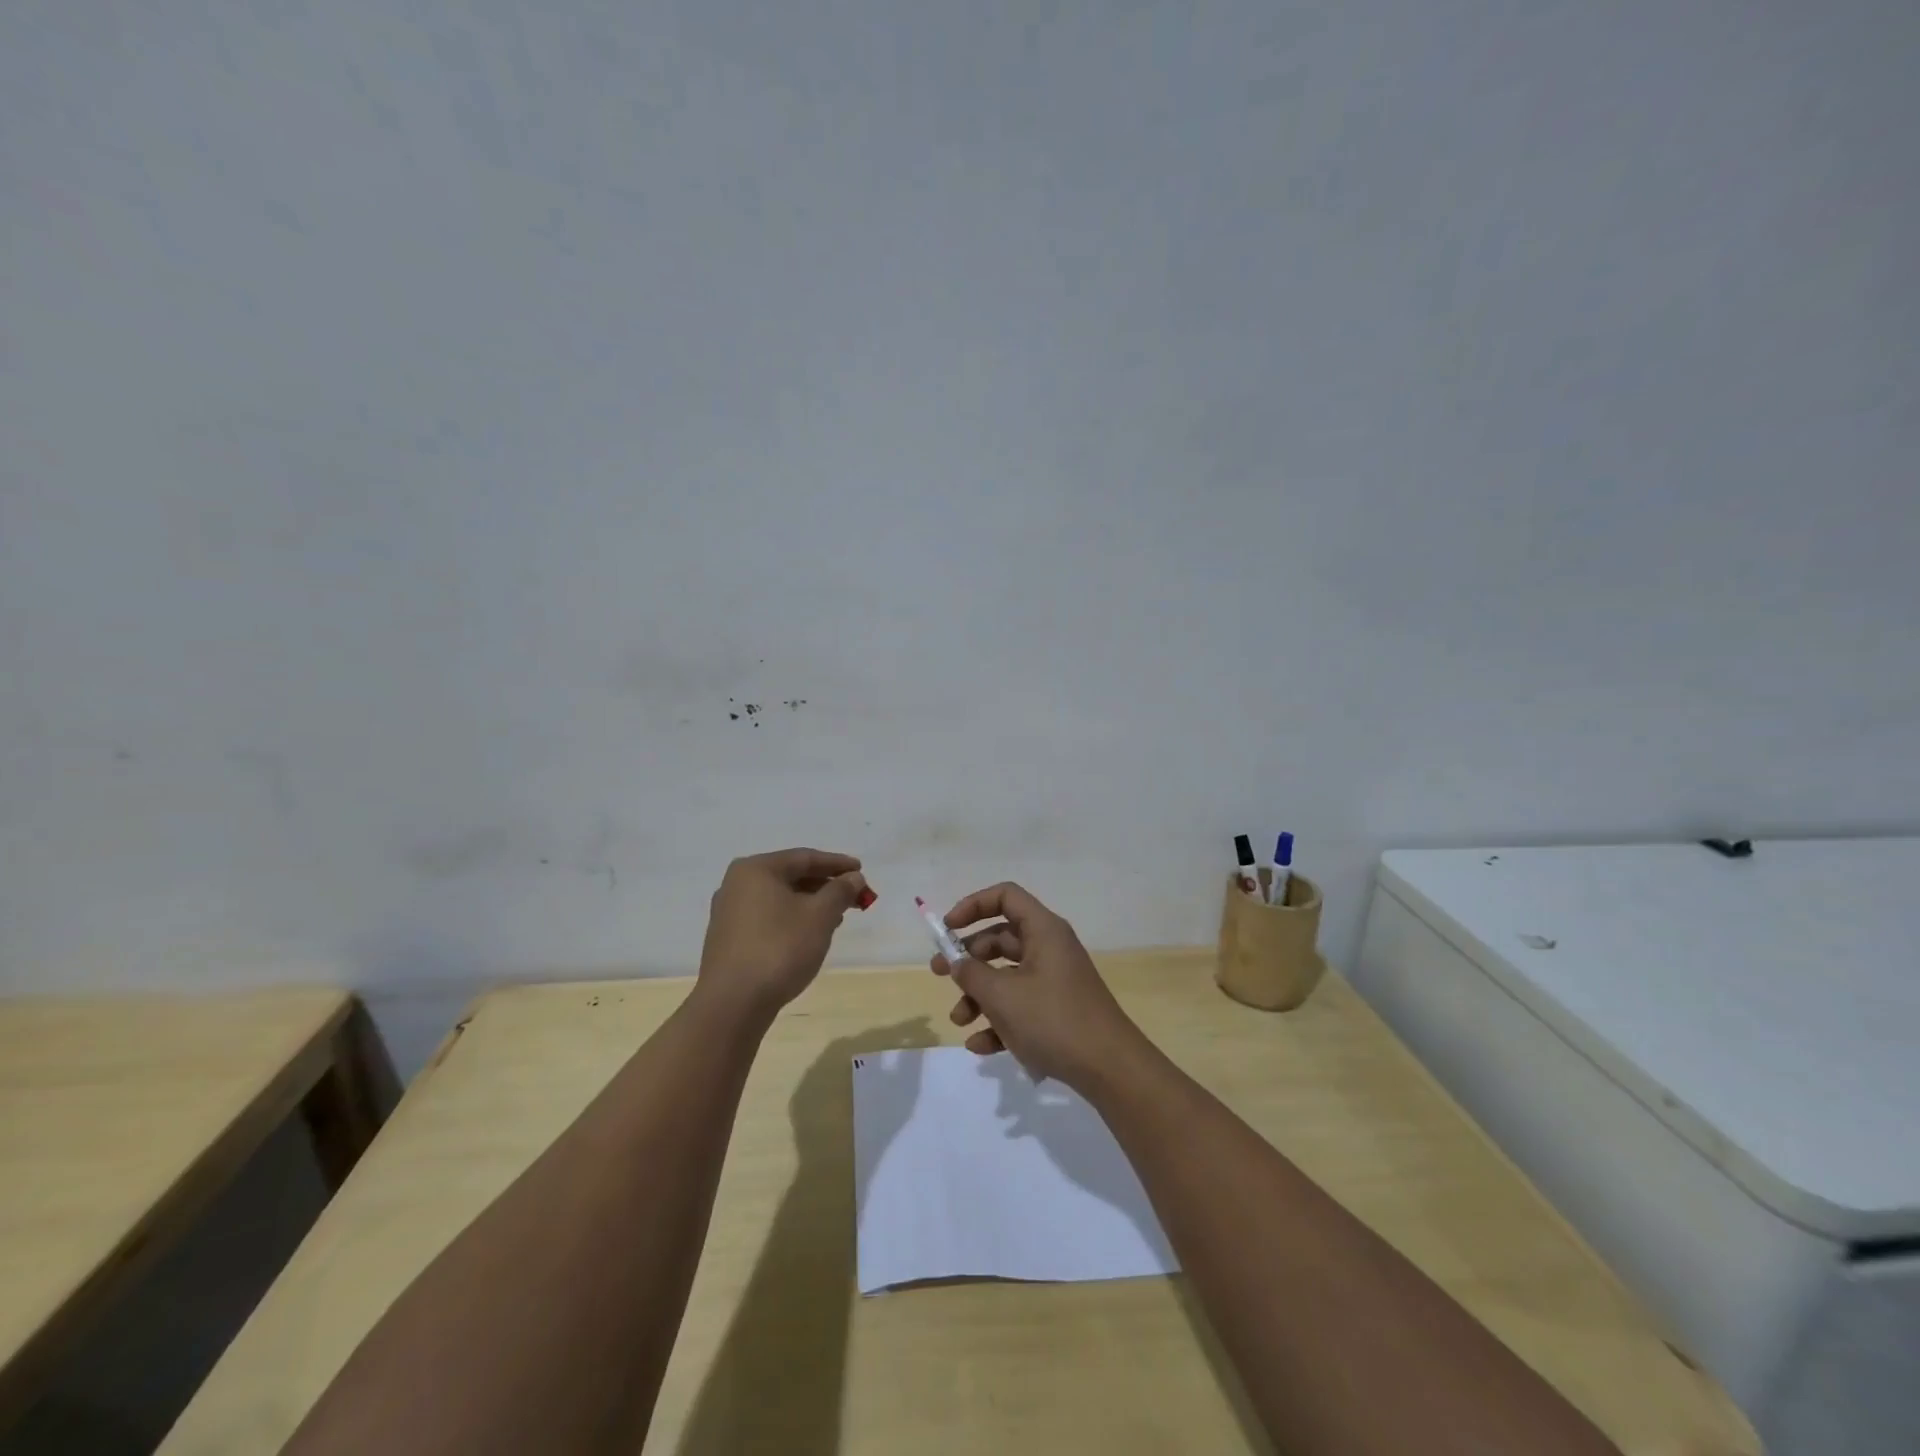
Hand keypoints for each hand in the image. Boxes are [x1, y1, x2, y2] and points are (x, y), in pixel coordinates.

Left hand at [698, 848, 870, 1021]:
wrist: (732, 1004)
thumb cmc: (780, 949)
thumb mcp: (820, 916)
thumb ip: (840, 891)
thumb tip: (853, 877)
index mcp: (756, 869)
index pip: (805, 857)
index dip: (837, 864)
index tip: (861, 871)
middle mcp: (737, 883)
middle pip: (791, 876)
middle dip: (825, 885)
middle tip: (853, 896)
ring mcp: (728, 912)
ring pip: (779, 898)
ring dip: (810, 903)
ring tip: (836, 917)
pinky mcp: (728, 938)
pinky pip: (767, 917)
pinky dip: (791, 919)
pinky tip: (808, 935)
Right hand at [931, 882, 1145, 1089]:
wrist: (1110, 1069)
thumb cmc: (1054, 1020)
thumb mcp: (1002, 996)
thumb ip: (972, 974)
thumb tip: (957, 963)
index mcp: (1043, 930)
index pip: (1005, 896)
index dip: (973, 905)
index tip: (947, 929)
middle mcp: (1050, 948)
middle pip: (1000, 939)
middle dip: (968, 958)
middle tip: (938, 974)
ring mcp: (1055, 981)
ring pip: (1007, 976)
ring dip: (979, 995)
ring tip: (960, 1020)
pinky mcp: (1058, 1011)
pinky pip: (1020, 1006)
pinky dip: (998, 1021)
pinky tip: (980, 1047)